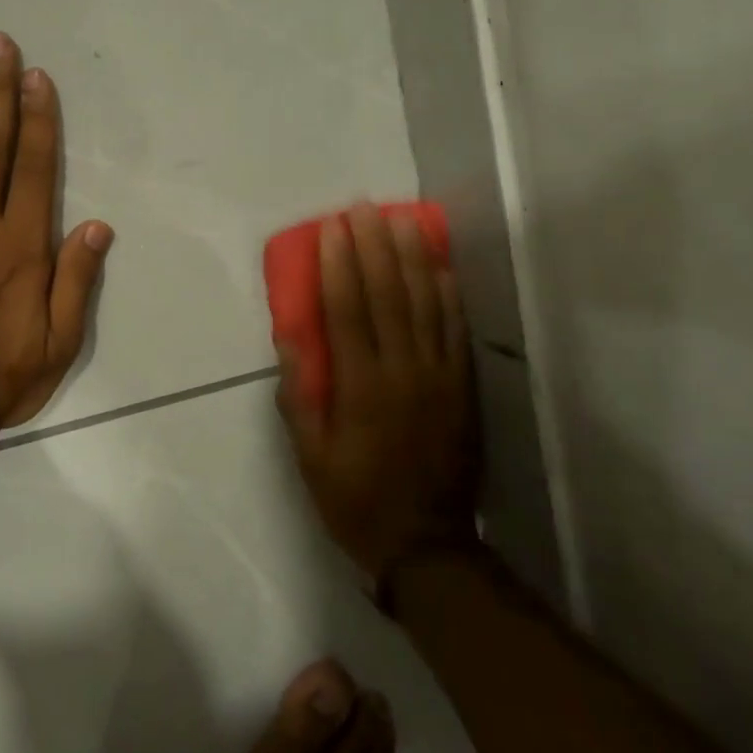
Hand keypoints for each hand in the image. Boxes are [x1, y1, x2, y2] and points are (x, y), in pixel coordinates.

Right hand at [277, 204, 479, 581]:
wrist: (427, 545)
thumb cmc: (355, 500)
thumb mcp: (310, 457)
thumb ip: (299, 396)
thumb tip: (289, 338)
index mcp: (361, 388)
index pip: (347, 311)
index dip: (338, 265)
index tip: (331, 228)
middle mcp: (403, 372)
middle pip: (388, 295)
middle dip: (374, 246)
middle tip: (363, 207)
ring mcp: (439, 377)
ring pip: (426, 304)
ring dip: (412, 257)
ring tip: (402, 218)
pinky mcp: (463, 387)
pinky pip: (456, 330)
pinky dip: (448, 294)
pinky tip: (440, 265)